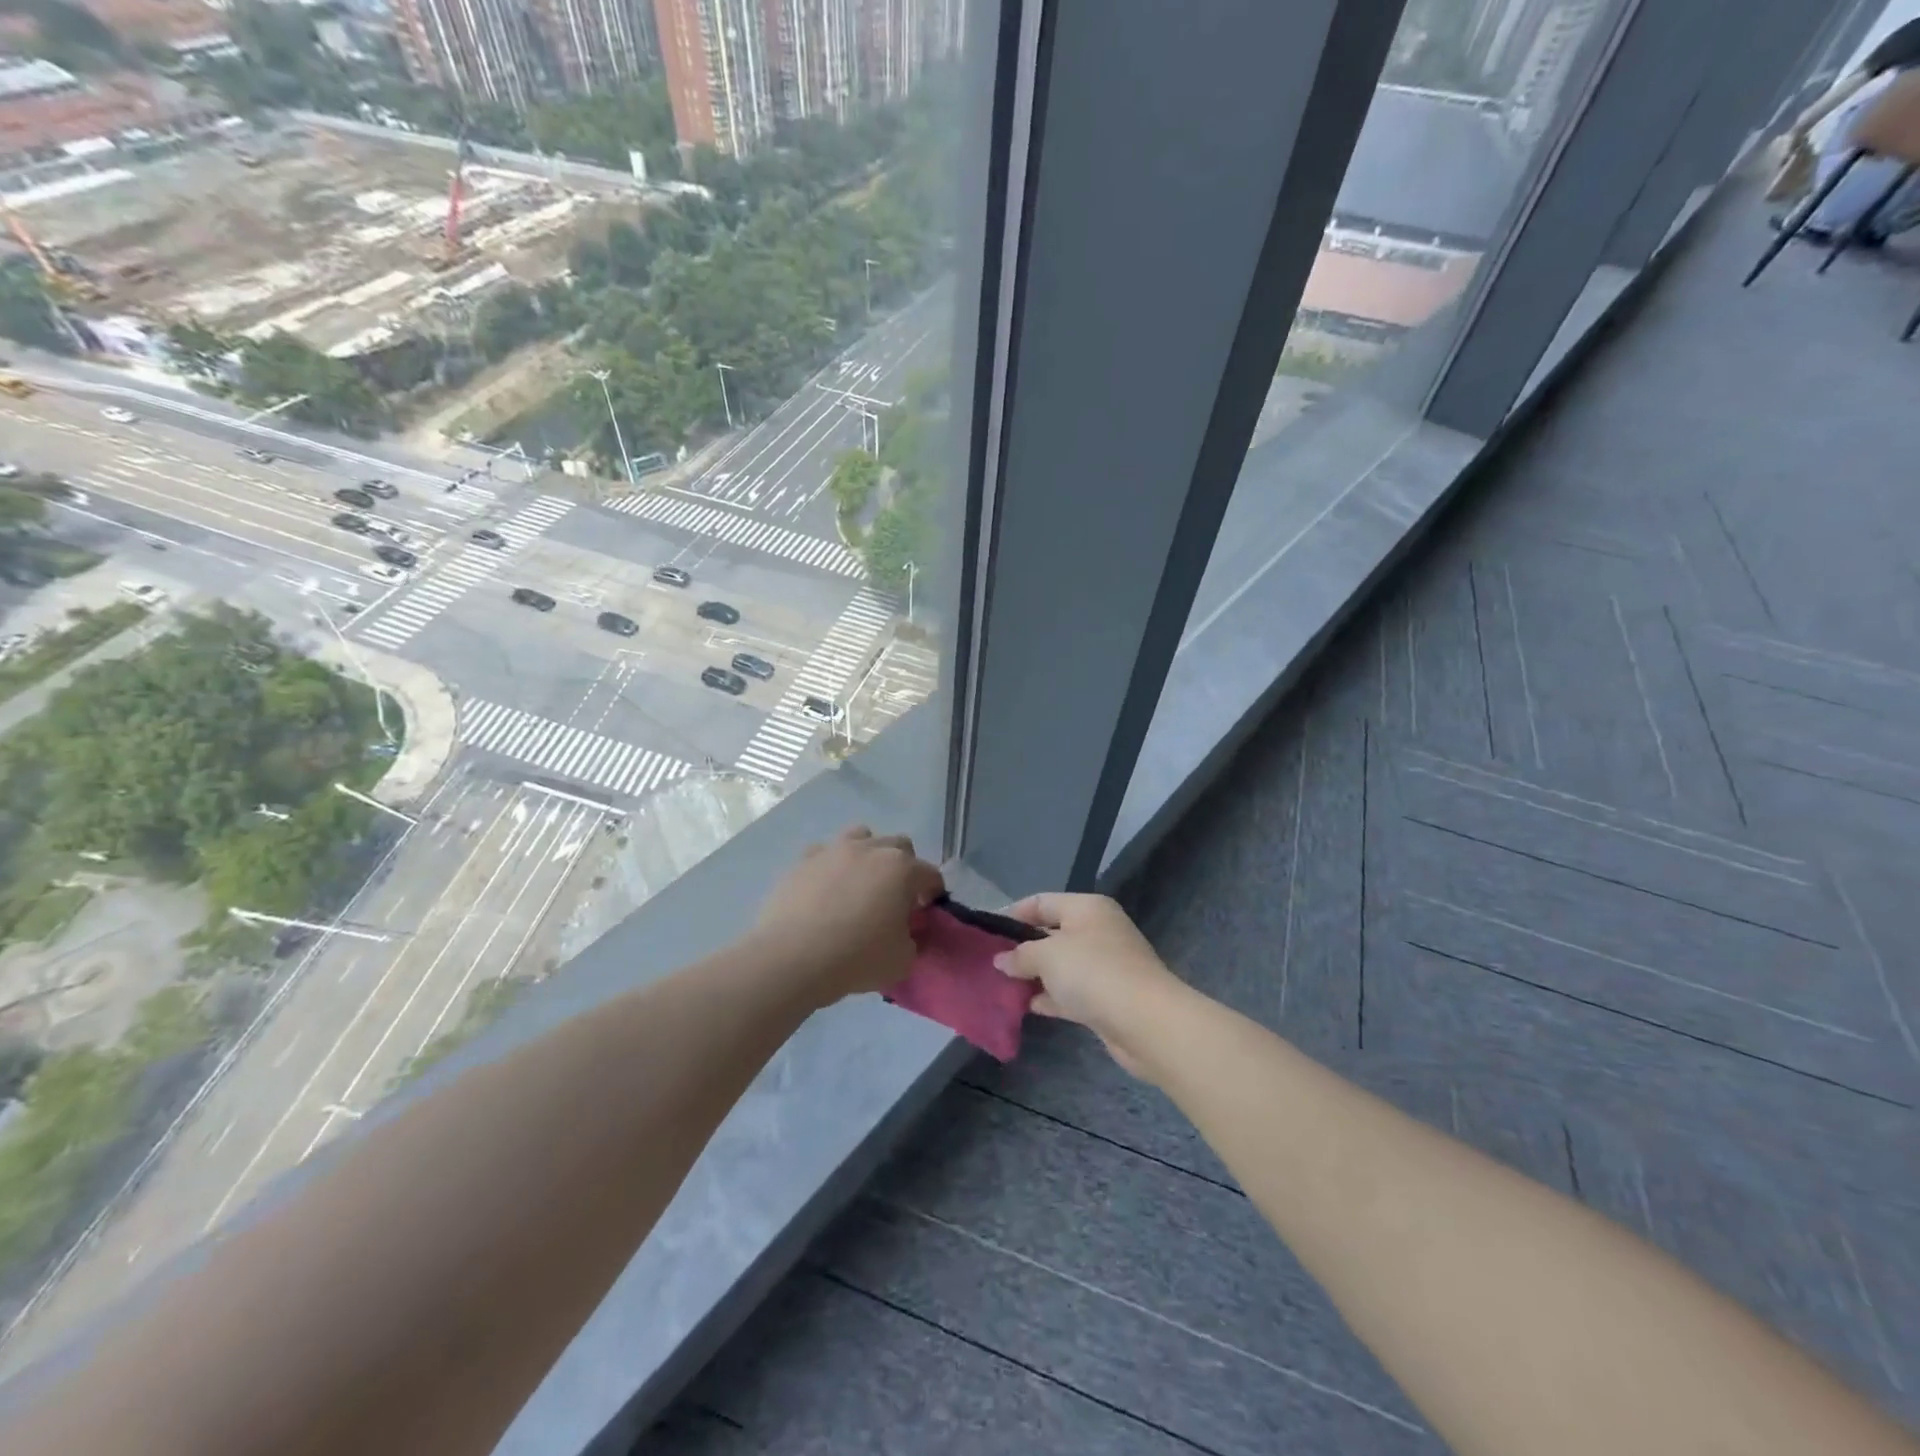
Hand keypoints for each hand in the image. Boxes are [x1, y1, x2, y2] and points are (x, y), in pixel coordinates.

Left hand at [753, 826, 943, 1005]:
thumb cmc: (856, 958)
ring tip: (860, 884)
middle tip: (896, 897)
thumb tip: (905, 932)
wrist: (791, 958)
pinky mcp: (802, 860)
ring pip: (861, 837)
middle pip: (899, 845)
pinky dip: (831, 866)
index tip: (925, 912)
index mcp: (902, 869)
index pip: (930, 874)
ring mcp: (833, 850)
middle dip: (904, 867)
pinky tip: (825, 889)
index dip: (933, 893)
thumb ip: (912, 940)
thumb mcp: (902, 960)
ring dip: (868, 855)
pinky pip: (825, 853)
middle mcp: (870, 849)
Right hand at [994, 893, 1185, 1078]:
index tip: (986, 933)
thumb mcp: (1048, 955)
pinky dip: (1051, 997)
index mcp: (1087, 908)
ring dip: (1035, 975)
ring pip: (1061, 966)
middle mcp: (1098, 931)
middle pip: (1051, 933)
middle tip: (990, 963)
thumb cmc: (1093, 972)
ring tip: (1001, 986)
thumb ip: (1020, 955)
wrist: (1146, 1021)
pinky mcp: (1107, 998)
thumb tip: (1002, 960)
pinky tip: (1027, 1006)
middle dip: (1022, 948)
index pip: (1042, 902)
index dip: (1013, 914)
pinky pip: (1071, 992)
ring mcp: (1105, 966)